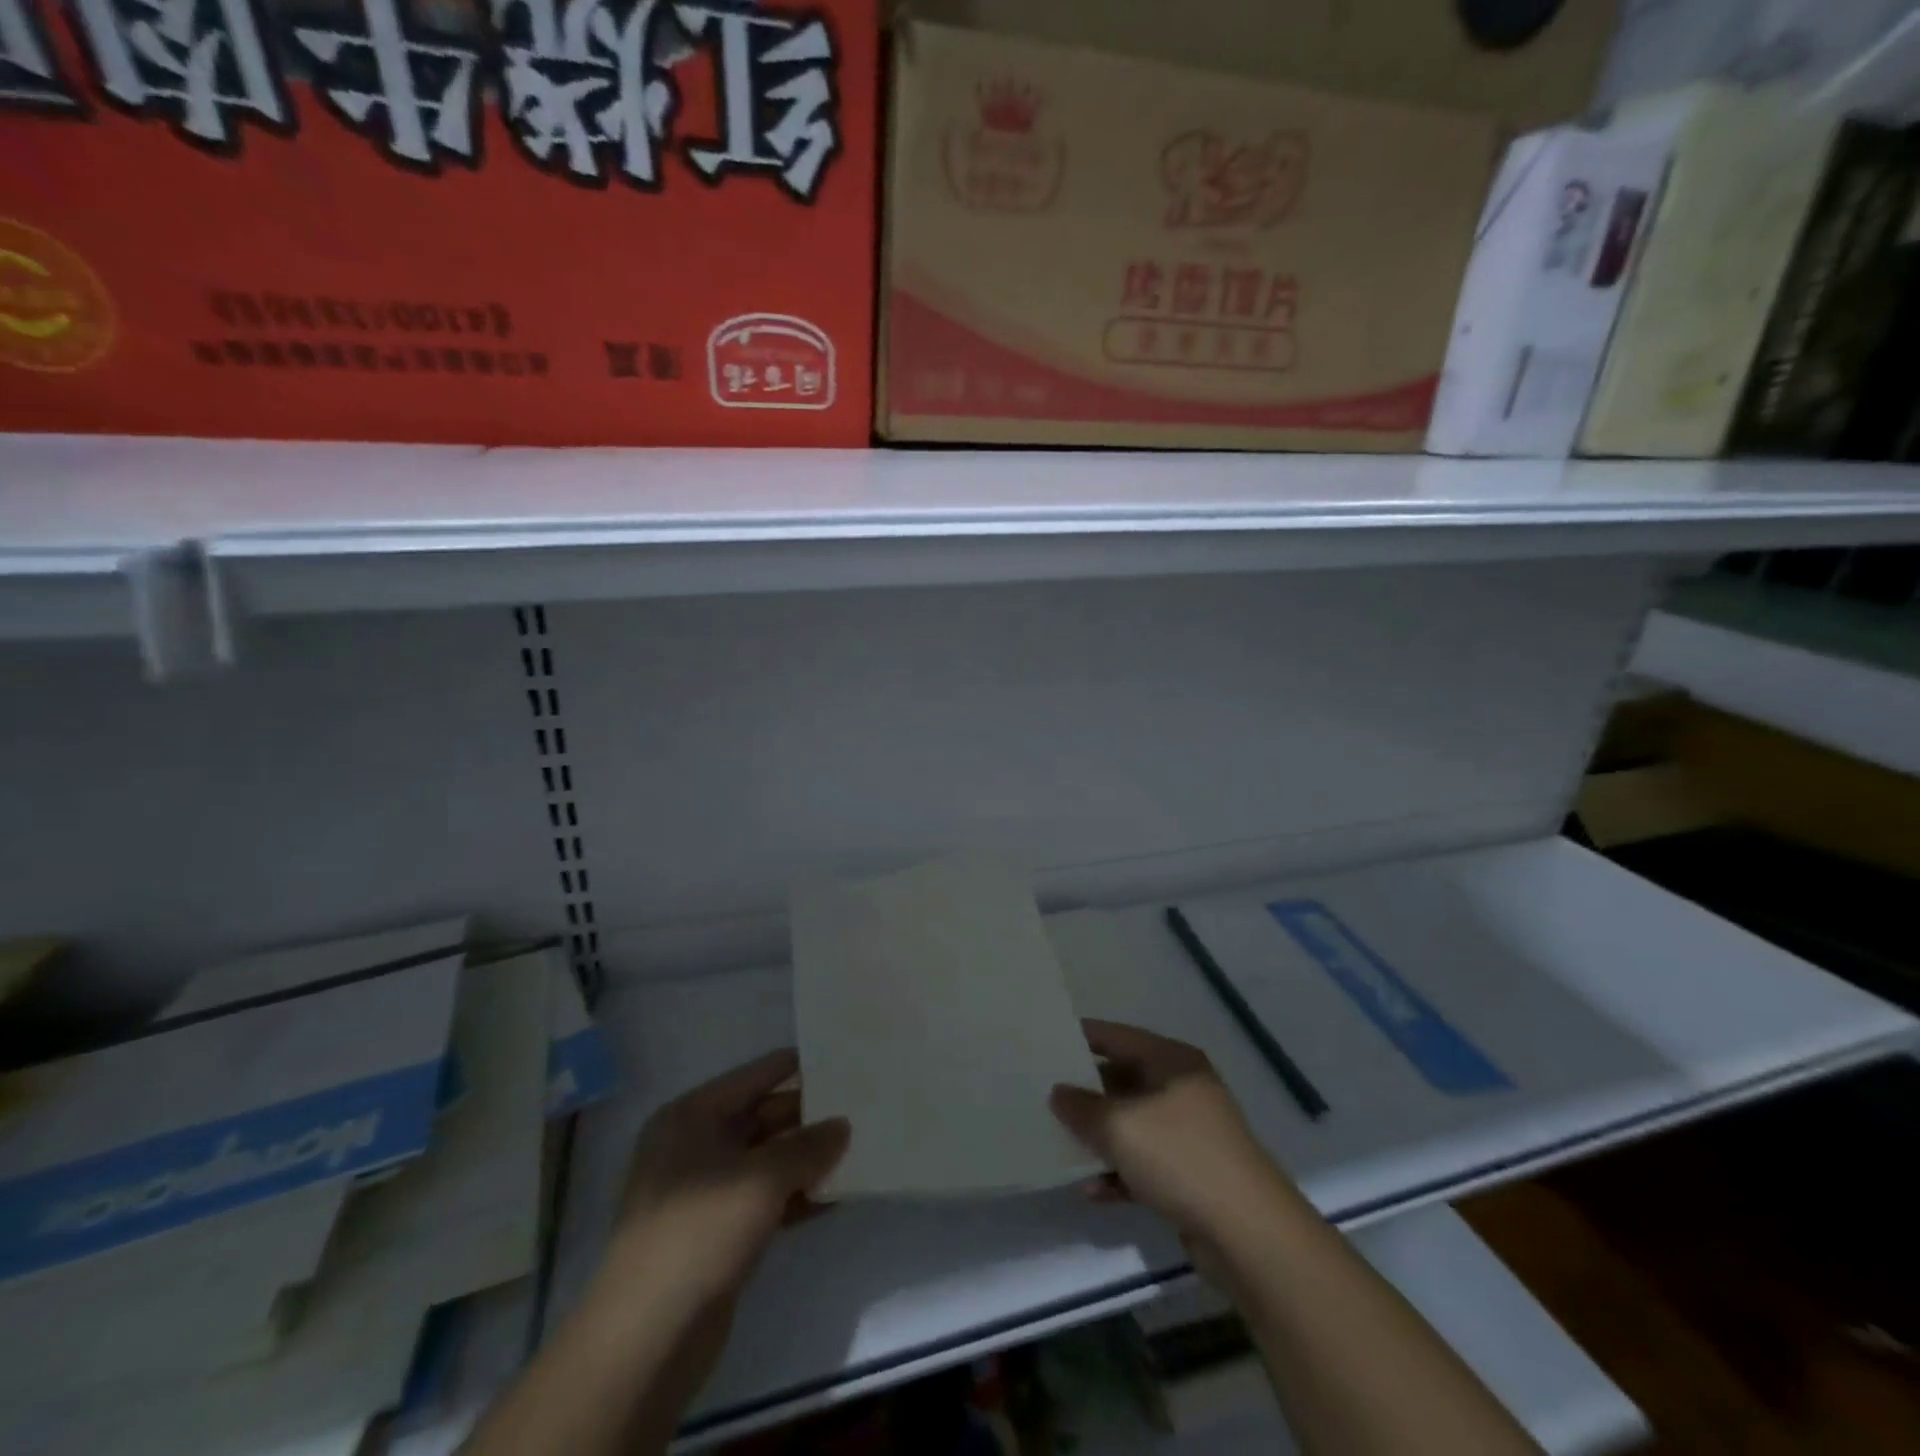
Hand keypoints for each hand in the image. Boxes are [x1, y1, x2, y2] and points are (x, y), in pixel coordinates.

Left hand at [601, 1049, 850, 1314]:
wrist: (648, 1339)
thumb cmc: (701, 1231)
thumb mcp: (763, 1178)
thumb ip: (808, 1146)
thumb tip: (842, 1126)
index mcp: (691, 1117)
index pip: (753, 1077)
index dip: (794, 1067)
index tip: (840, 1058)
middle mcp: (694, 1147)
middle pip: (761, 1118)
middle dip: (807, 1118)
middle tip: (859, 1109)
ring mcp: (704, 1193)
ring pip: (766, 1162)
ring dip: (806, 1160)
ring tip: (858, 1149)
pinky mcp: (717, 1235)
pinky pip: (765, 1200)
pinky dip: (797, 1197)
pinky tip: (836, 1196)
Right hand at [1050, 1019, 1287, 1246]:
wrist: (1249, 1234)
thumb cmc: (1180, 1157)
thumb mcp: (1119, 1126)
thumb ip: (1082, 1107)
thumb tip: (1059, 1093)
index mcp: (1172, 1061)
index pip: (1118, 1036)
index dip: (1083, 1037)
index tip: (1046, 1040)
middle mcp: (1183, 1089)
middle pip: (1125, 1079)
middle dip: (1087, 1091)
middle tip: (1045, 1094)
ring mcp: (1190, 1133)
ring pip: (1133, 1124)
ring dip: (1101, 1136)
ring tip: (1061, 1143)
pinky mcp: (1193, 1175)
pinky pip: (1145, 1163)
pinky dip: (1120, 1172)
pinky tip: (1092, 1190)